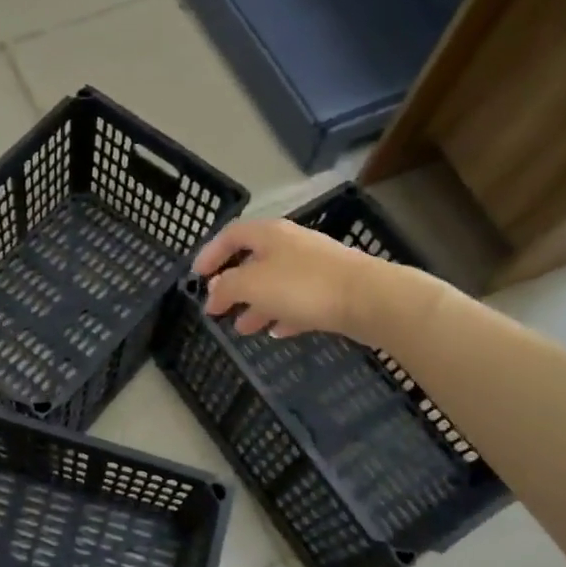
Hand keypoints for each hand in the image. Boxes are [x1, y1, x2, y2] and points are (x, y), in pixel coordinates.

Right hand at [194, 218, 426, 342]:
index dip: (210, 254)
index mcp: (269, 234)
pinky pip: (298, 300)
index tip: (196, 277)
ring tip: (242, 329)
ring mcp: (314, 266)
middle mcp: (290, 244)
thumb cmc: (303, 286)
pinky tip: (276, 332)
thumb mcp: (252, 284)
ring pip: (275, 284)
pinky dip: (282, 314)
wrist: (369, 299)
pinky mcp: (332, 289)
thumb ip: (226, 287)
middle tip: (217, 309)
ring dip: (255, 305)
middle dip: (232, 286)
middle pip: (253, 261)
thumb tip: (212, 290)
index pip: (230, 235)